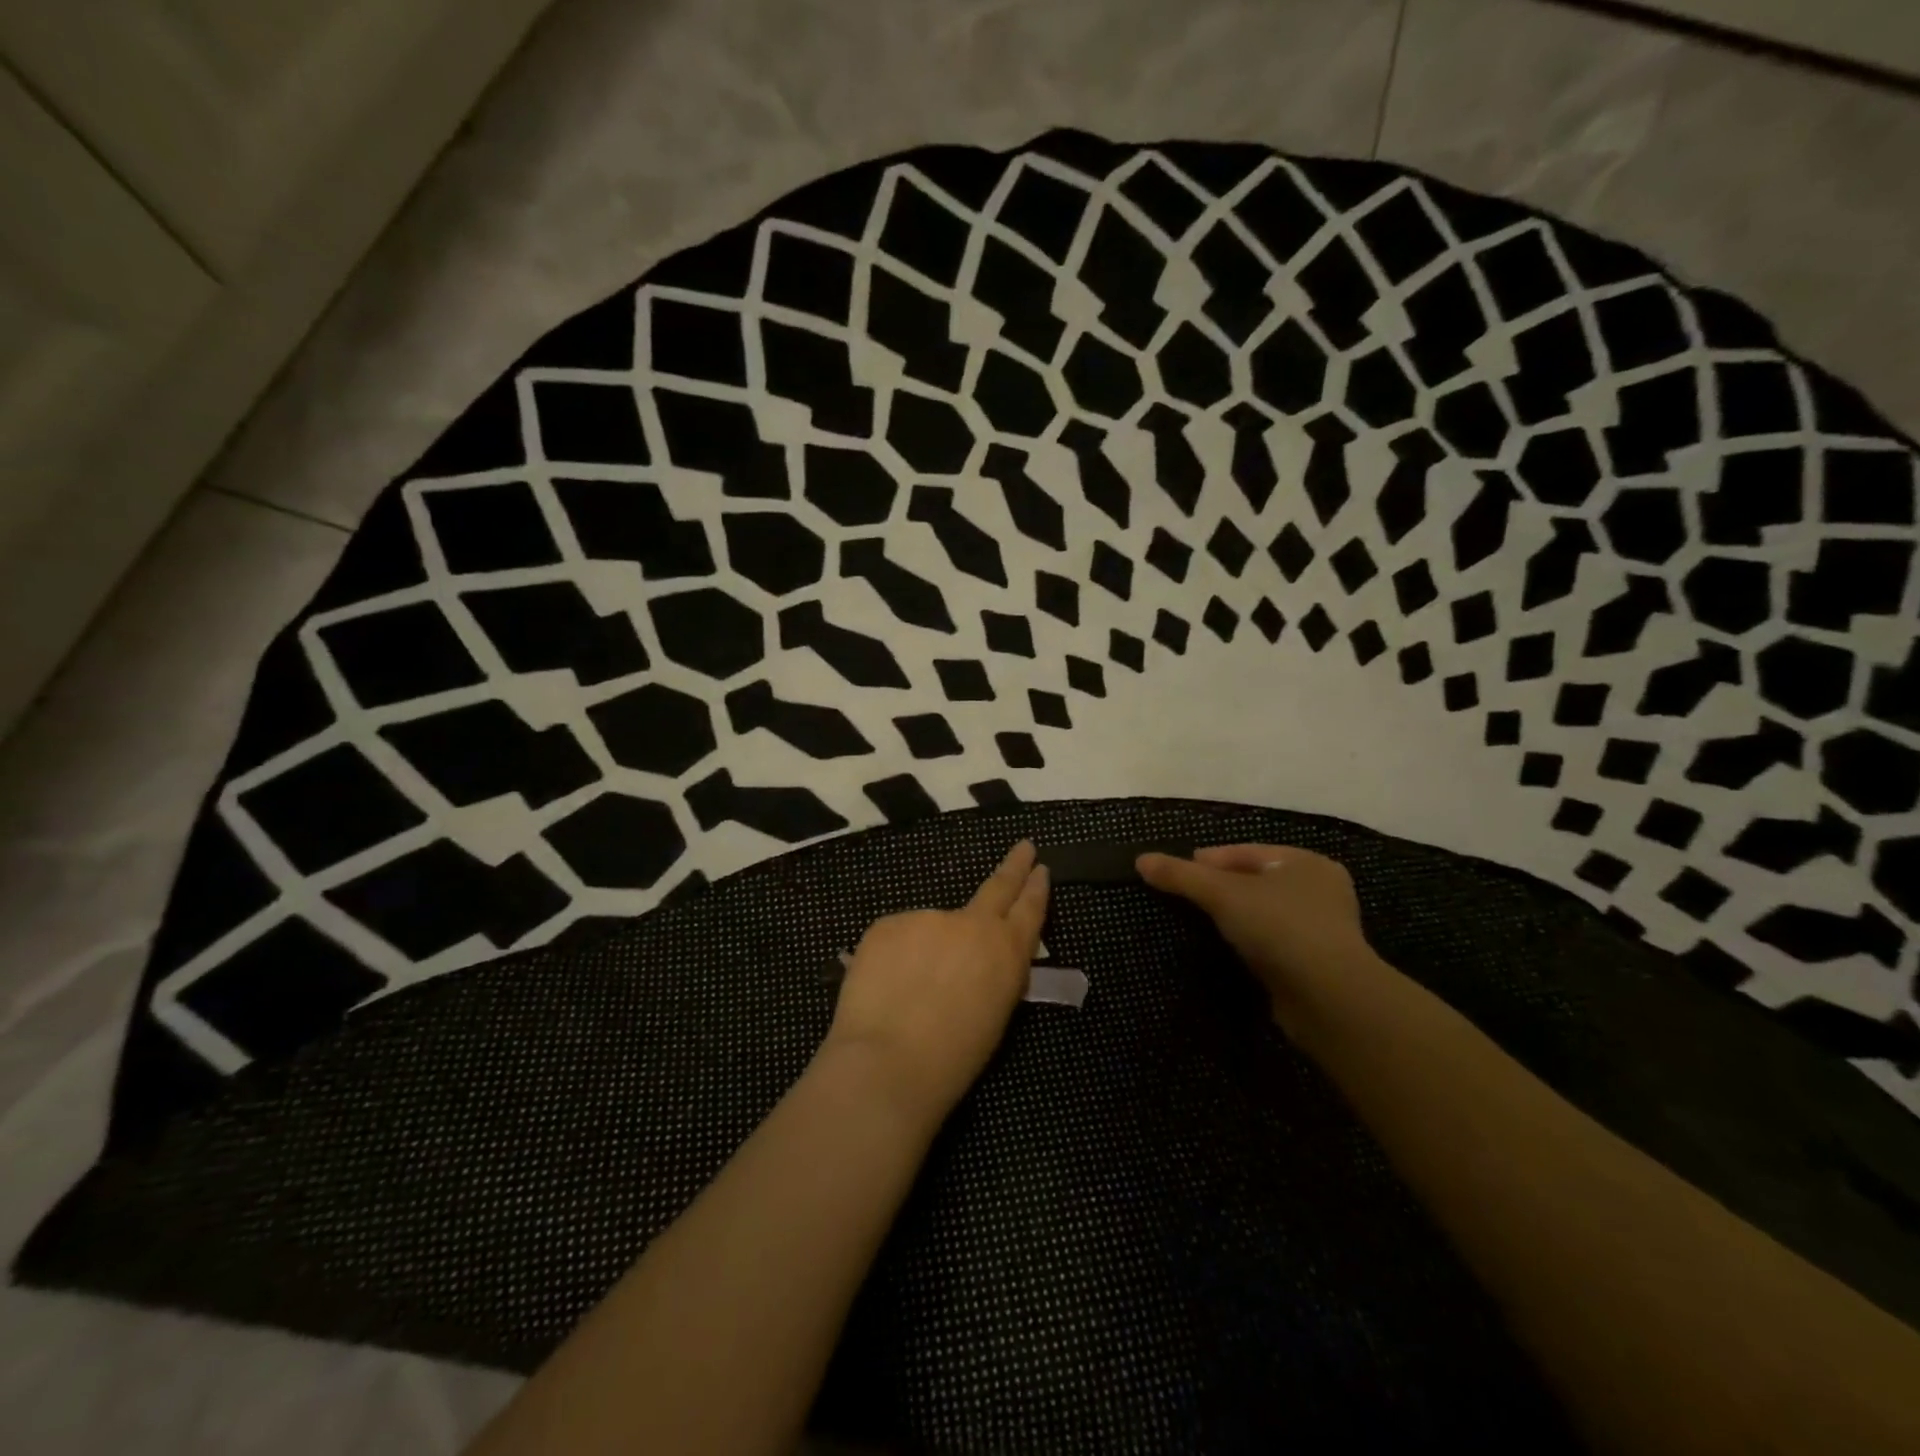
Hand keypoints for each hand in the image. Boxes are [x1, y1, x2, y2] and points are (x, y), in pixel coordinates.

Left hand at [822, 841, 1049, 1123]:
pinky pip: (898, 937)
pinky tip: (887, 986)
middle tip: (1024, 846)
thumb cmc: (952, 1057)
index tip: (1040, 866)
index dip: (1035, 887)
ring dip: (929, 946)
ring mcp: (927, 917)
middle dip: (1014, 866)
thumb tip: (983, 958)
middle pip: (997, 886)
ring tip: (912, 990)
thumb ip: (995, 973)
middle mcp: (971, 923)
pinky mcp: (888, 923)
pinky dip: (896, 956)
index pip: (1029, 909)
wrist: (888, 1062)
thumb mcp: (994, 1014)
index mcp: (1006, 951)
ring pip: (933, 926)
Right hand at [1135, 844, 1394, 1032]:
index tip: (1178, 873)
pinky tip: (1231, 950)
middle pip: (1256, 881)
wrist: (1329, 998)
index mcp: (1306, 862)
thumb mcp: (1222, 894)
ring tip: (1203, 924)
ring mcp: (1323, 929)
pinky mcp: (1318, 963)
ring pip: (1265, 912)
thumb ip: (1181, 875)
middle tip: (1187, 897)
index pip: (1245, 852)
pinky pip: (1273, 942)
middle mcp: (1320, 890)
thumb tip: (1141, 859)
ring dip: (1237, 917)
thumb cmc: (1279, 928)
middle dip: (1222, 888)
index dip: (1208, 860)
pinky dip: (1252, 942)